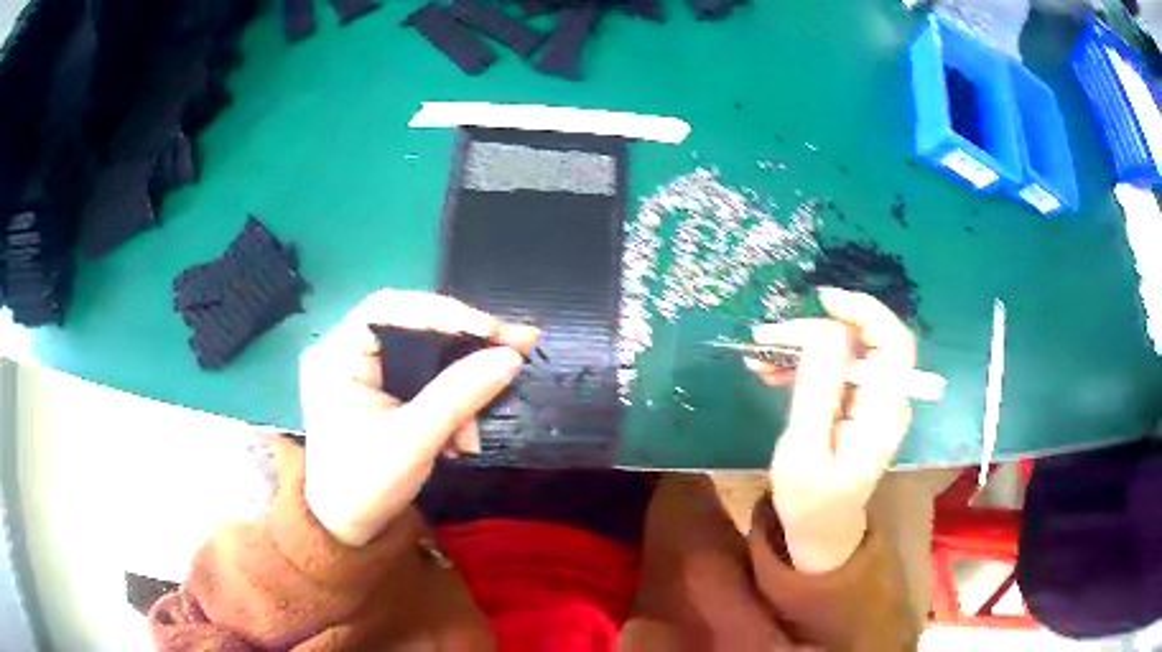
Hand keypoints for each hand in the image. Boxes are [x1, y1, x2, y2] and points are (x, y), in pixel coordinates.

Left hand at [299, 290, 538, 546]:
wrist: (347, 529)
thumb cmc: (365, 484)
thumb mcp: (414, 439)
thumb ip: (461, 394)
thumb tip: (512, 356)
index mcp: (337, 355)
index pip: (390, 308)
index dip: (443, 311)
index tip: (491, 330)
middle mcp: (347, 353)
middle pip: (414, 329)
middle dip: (464, 348)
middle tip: (517, 348)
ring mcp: (365, 374)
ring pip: (425, 359)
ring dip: (461, 388)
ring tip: (477, 429)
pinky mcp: (381, 394)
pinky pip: (424, 383)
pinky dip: (450, 405)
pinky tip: (462, 439)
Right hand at [747, 287, 915, 572]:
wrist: (819, 531)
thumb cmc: (811, 502)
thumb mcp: (805, 450)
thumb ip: (817, 391)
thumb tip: (822, 331)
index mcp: (885, 412)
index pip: (894, 343)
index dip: (865, 312)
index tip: (822, 299)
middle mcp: (886, 398)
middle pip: (863, 341)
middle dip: (816, 330)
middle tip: (767, 338)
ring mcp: (871, 400)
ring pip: (844, 351)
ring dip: (803, 346)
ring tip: (760, 356)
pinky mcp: (854, 404)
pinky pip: (833, 368)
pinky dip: (803, 362)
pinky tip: (771, 369)